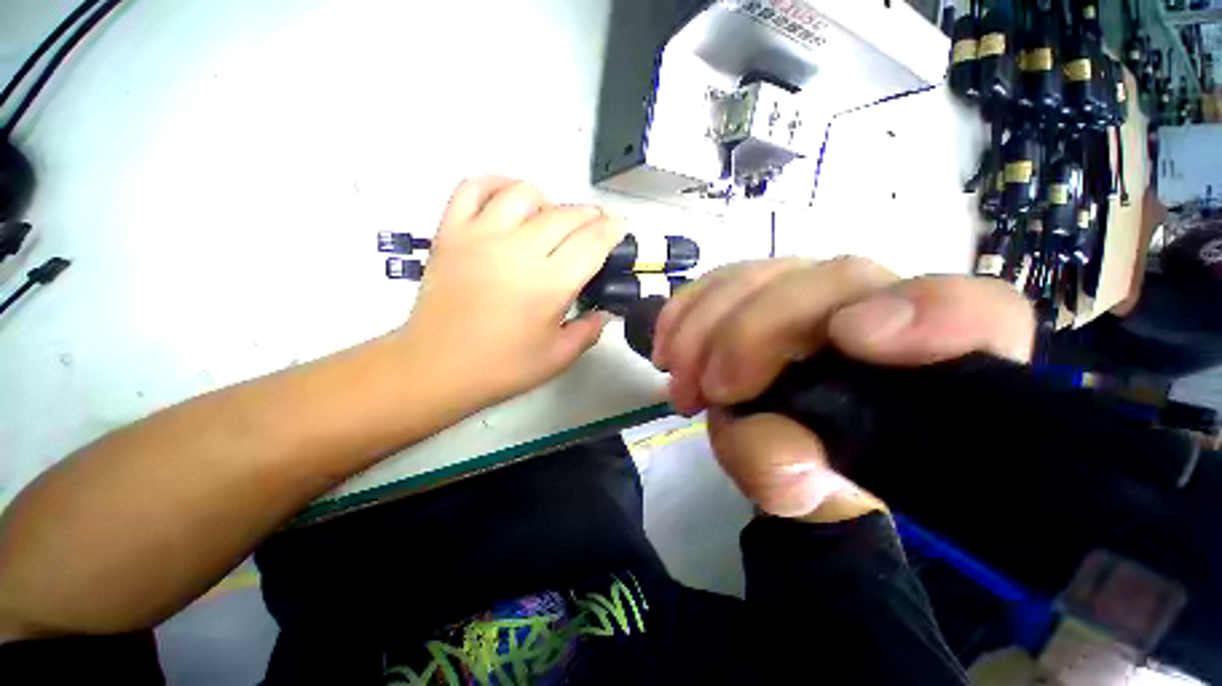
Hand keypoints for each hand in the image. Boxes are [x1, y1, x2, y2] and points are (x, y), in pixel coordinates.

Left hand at [395, 177, 624, 408]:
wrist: (436, 368)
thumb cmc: (502, 368)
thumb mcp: (558, 357)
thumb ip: (589, 331)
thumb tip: (605, 311)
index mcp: (549, 284)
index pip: (592, 243)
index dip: (612, 231)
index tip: (619, 229)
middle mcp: (518, 250)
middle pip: (565, 215)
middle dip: (590, 216)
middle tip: (594, 228)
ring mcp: (481, 236)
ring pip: (524, 193)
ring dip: (548, 202)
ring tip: (550, 221)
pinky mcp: (451, 232)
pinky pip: (474, 188)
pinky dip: (496, 185)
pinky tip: (508, 200)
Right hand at [653, 257, 1035, 520]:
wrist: (781, 444)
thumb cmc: (815, 471)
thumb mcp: (805, 492)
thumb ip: (794, 479)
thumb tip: (774, 450)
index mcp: (933, 366)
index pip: (975, 313)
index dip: (926, 315)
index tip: (851, 339)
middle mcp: (880, 309)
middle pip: (831, 282)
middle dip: (753, 334)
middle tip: (709, 389)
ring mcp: (814, 290)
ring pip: (765, 274)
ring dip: (707, 326)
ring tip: (679, 379)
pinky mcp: (763, 288)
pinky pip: (723, 279)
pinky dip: (687, 309)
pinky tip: (668, 345)